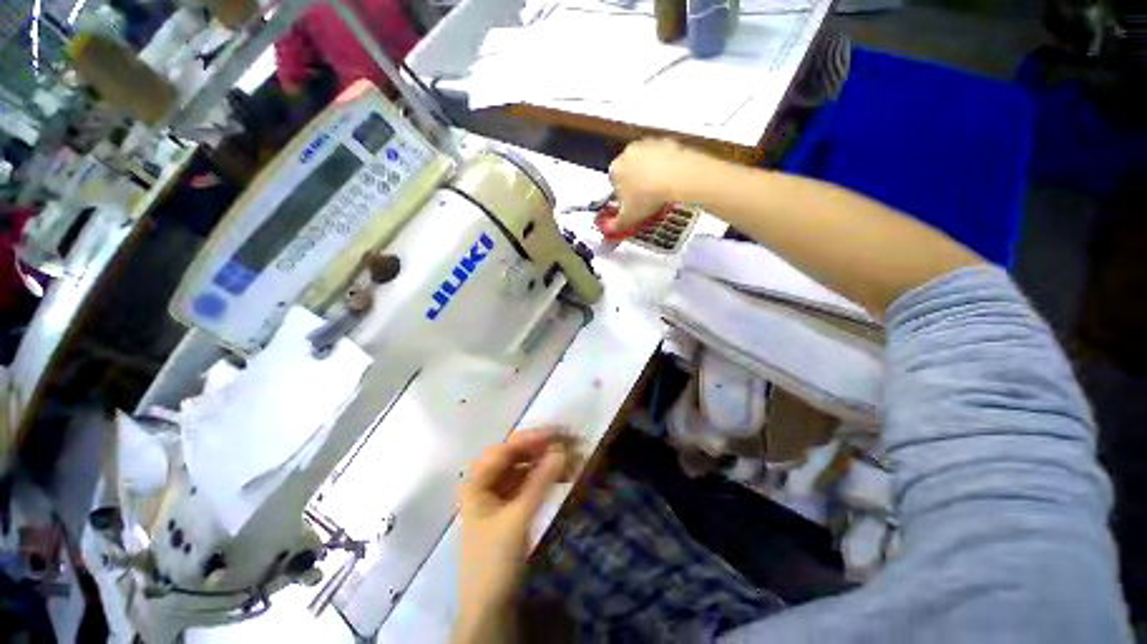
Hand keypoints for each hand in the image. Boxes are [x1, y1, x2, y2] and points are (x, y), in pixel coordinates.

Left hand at [453, 429, 573, 642]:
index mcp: (477, 481)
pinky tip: (563, 476)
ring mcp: (498, 494)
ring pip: (524, 469)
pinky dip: (545, 478)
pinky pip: (529, 483)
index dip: (532, 439)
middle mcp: (486, 482)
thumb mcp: (518, 517)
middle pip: (515, 456)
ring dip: (546, 463)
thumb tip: (562, 450)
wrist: (490, 608)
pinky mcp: (511, 506)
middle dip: (541, 449)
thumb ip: (540, 481)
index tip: (558, 433)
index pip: (506, 449)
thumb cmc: (495, 560)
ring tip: (570, 460)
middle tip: (567, 443)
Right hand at [607, 138, 705, 228]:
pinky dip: (666, 169)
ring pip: (647, 164)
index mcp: (614, 169)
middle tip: (646, 202)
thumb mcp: (628, 218)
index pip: (613, 184)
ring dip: (651, 176)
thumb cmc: (649, 196)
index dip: (622, 197)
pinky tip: (671, 183)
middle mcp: (628, 153)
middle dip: (636, 185)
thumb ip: (616, 225)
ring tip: (660, 194)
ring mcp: (648, 145)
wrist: (677, 178)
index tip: (631, 207)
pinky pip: (664, 158)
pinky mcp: (667, 142)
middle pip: (629, 171)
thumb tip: (612, 229)